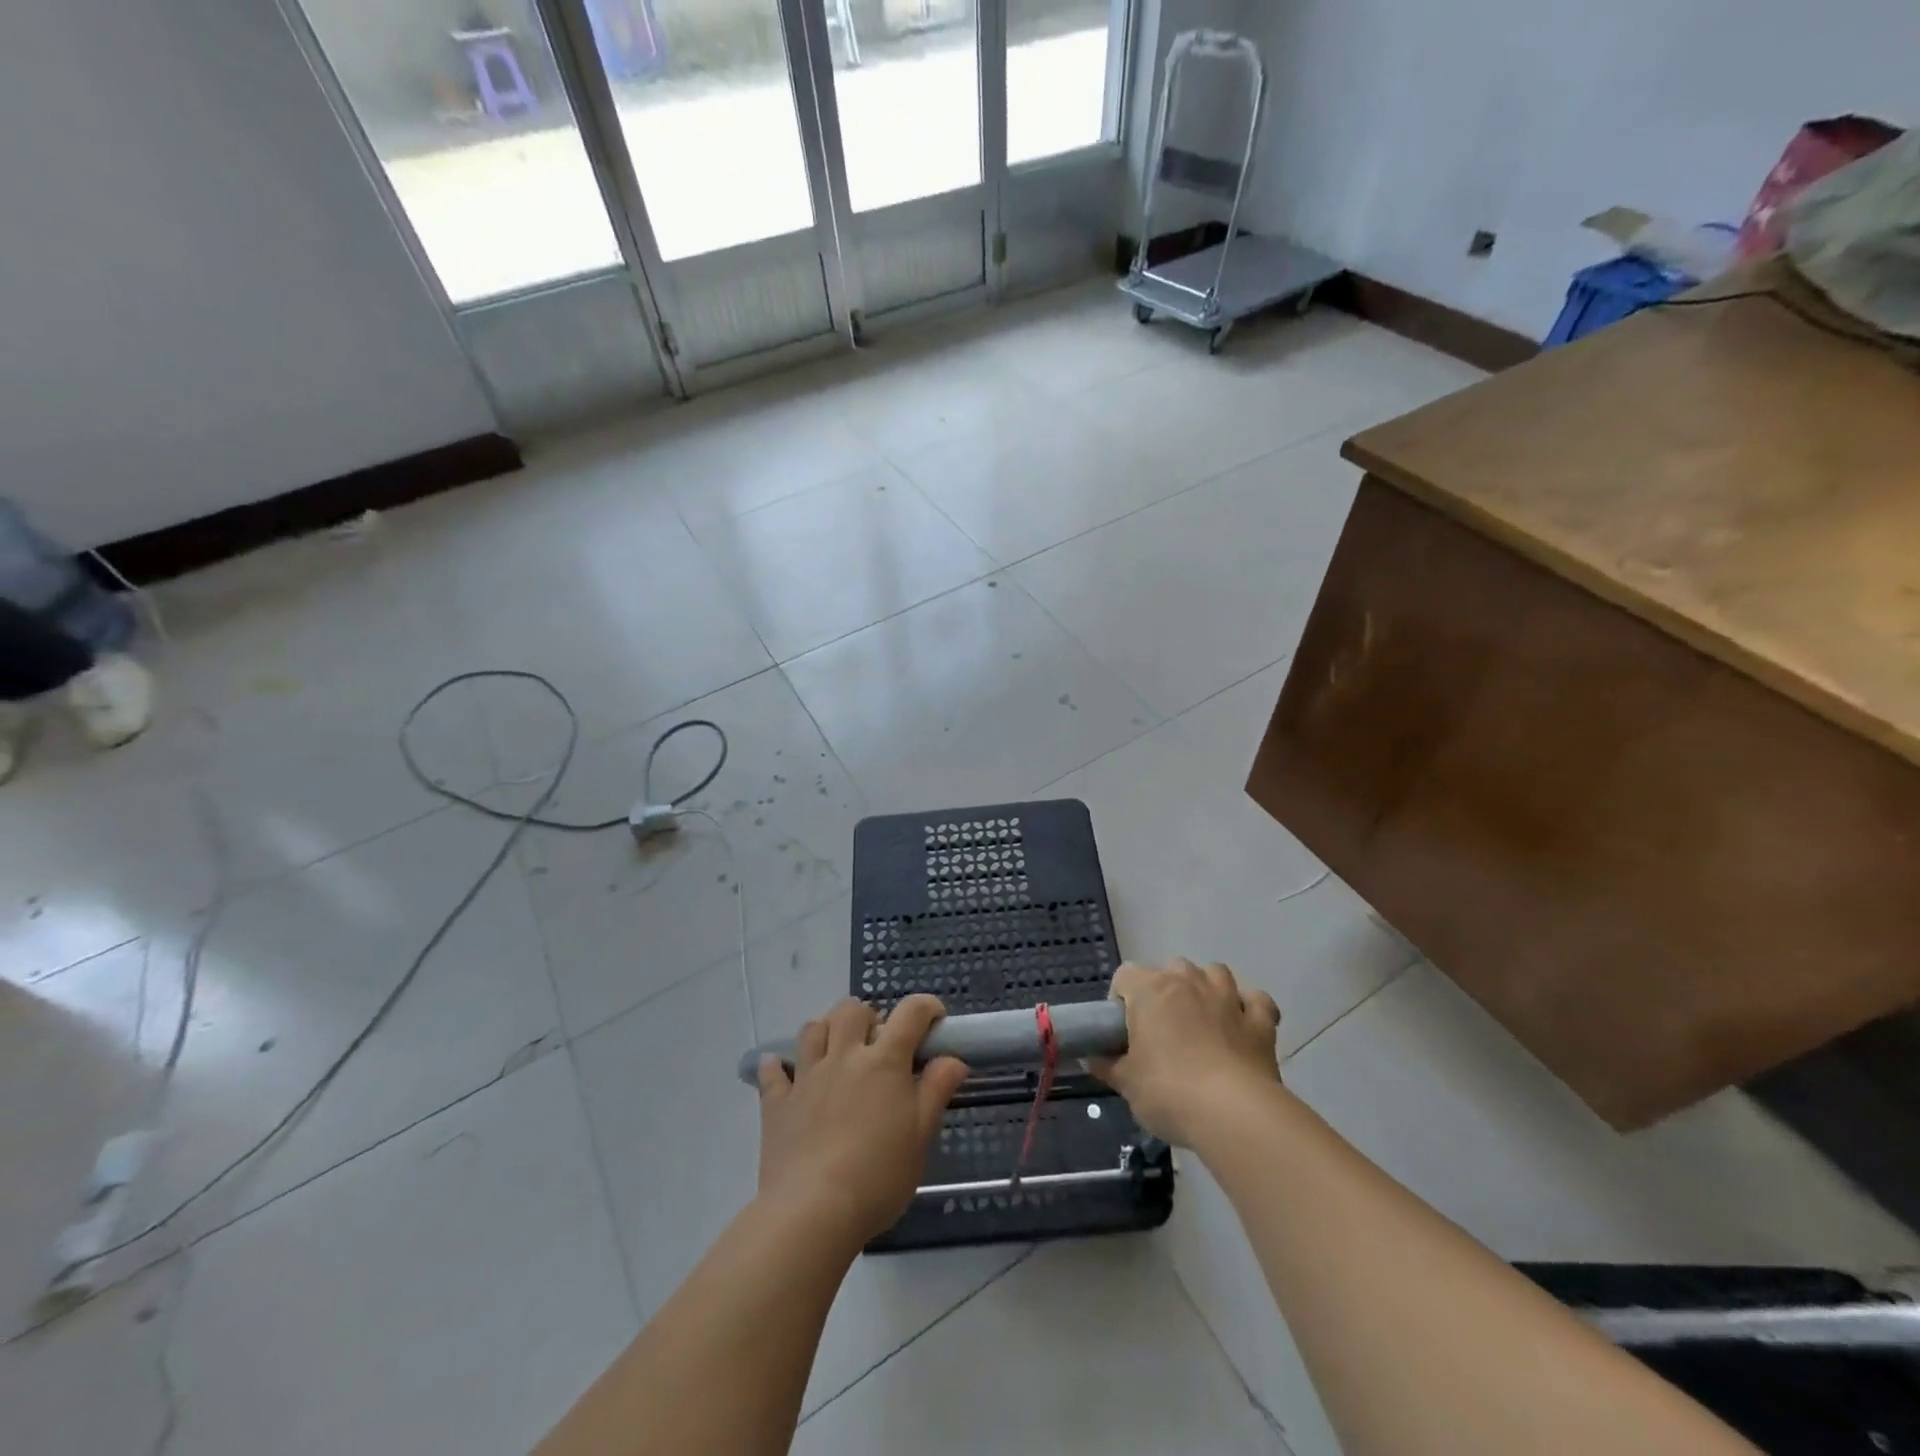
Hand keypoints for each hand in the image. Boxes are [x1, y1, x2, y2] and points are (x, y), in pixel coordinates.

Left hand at [756, 995, 968, 1248]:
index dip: (927, 1007)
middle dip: (868, 1017)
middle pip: (851, 1010)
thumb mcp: (921, 1135)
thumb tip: (953, 1058)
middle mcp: (843, 1056)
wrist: (813, 1212)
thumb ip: (937, 1090)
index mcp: (884, 1062)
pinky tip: (783, 1070)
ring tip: (837, 1050)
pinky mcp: (777, 1103)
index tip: (935, 1021)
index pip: (910, 1013)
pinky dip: (778, 1065)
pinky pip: (773, 1071)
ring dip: (827, 1030)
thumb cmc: (878, 1175)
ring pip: (812, 1029)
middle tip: (879, 1043)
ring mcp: (807, 1077)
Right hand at [1092, 959, 1281, 1146]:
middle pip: (1172, 968)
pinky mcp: (1260, 1021)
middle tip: (1161, 1029)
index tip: (1123, 1030)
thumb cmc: (1169, 1092)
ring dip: (1207, 988)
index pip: (1125, 975)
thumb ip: (1107, 1065)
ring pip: (1215, 973)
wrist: (1233, 1114)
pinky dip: (1249, 1008)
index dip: (1121, 999)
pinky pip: (1257, 1001)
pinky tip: (1243, 1025)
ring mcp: (1228, 997)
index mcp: (1150, 990)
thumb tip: (1092, 1057)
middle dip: (1165, 990)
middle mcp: (1189, 982)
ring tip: (1202, 1019)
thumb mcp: (1126, 1084)